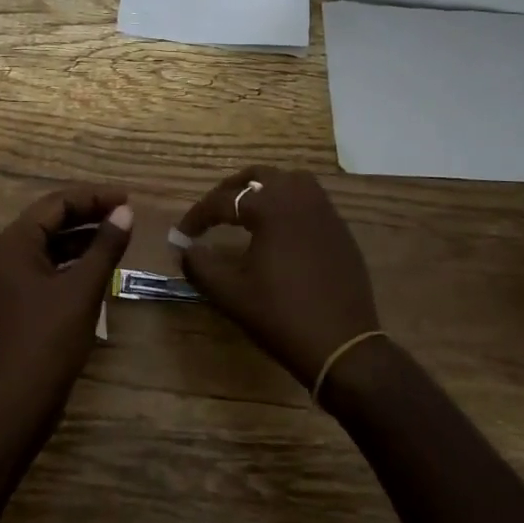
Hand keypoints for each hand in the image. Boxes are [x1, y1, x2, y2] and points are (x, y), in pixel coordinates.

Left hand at [0, 185, 134, 427]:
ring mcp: (7, 280)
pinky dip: (72, 262)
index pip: (56, 204)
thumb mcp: (83, 289)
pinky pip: (46, 268)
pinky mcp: (15, 302)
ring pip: (49, 245)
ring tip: (118, 236)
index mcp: (14, 243)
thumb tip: (126, 212)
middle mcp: (5, 255)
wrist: (14, 404)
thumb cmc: (48, 340)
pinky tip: (98, 268)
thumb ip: (105, 246)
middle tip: (126, 214)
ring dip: (82, 238)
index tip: (128, 199)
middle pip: (50, 221)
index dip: (94, 197)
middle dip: (88, 214)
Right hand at [176, 167, 378, 387]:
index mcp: (271, 208)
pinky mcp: (341, 231)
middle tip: (215, 211)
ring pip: (292, 181)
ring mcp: (326, 213)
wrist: (342, 346)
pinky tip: (281, 232)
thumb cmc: (281, 315)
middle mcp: (300, 199)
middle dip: (232, 189)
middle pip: (260, 176)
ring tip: (249, 211)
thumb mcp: (231, 293)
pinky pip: (312, 202)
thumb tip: (184, 249)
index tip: (181, 234)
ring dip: (266, 189)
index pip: (224, 201)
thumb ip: (200, 266)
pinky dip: (290, 205)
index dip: (198, 215)